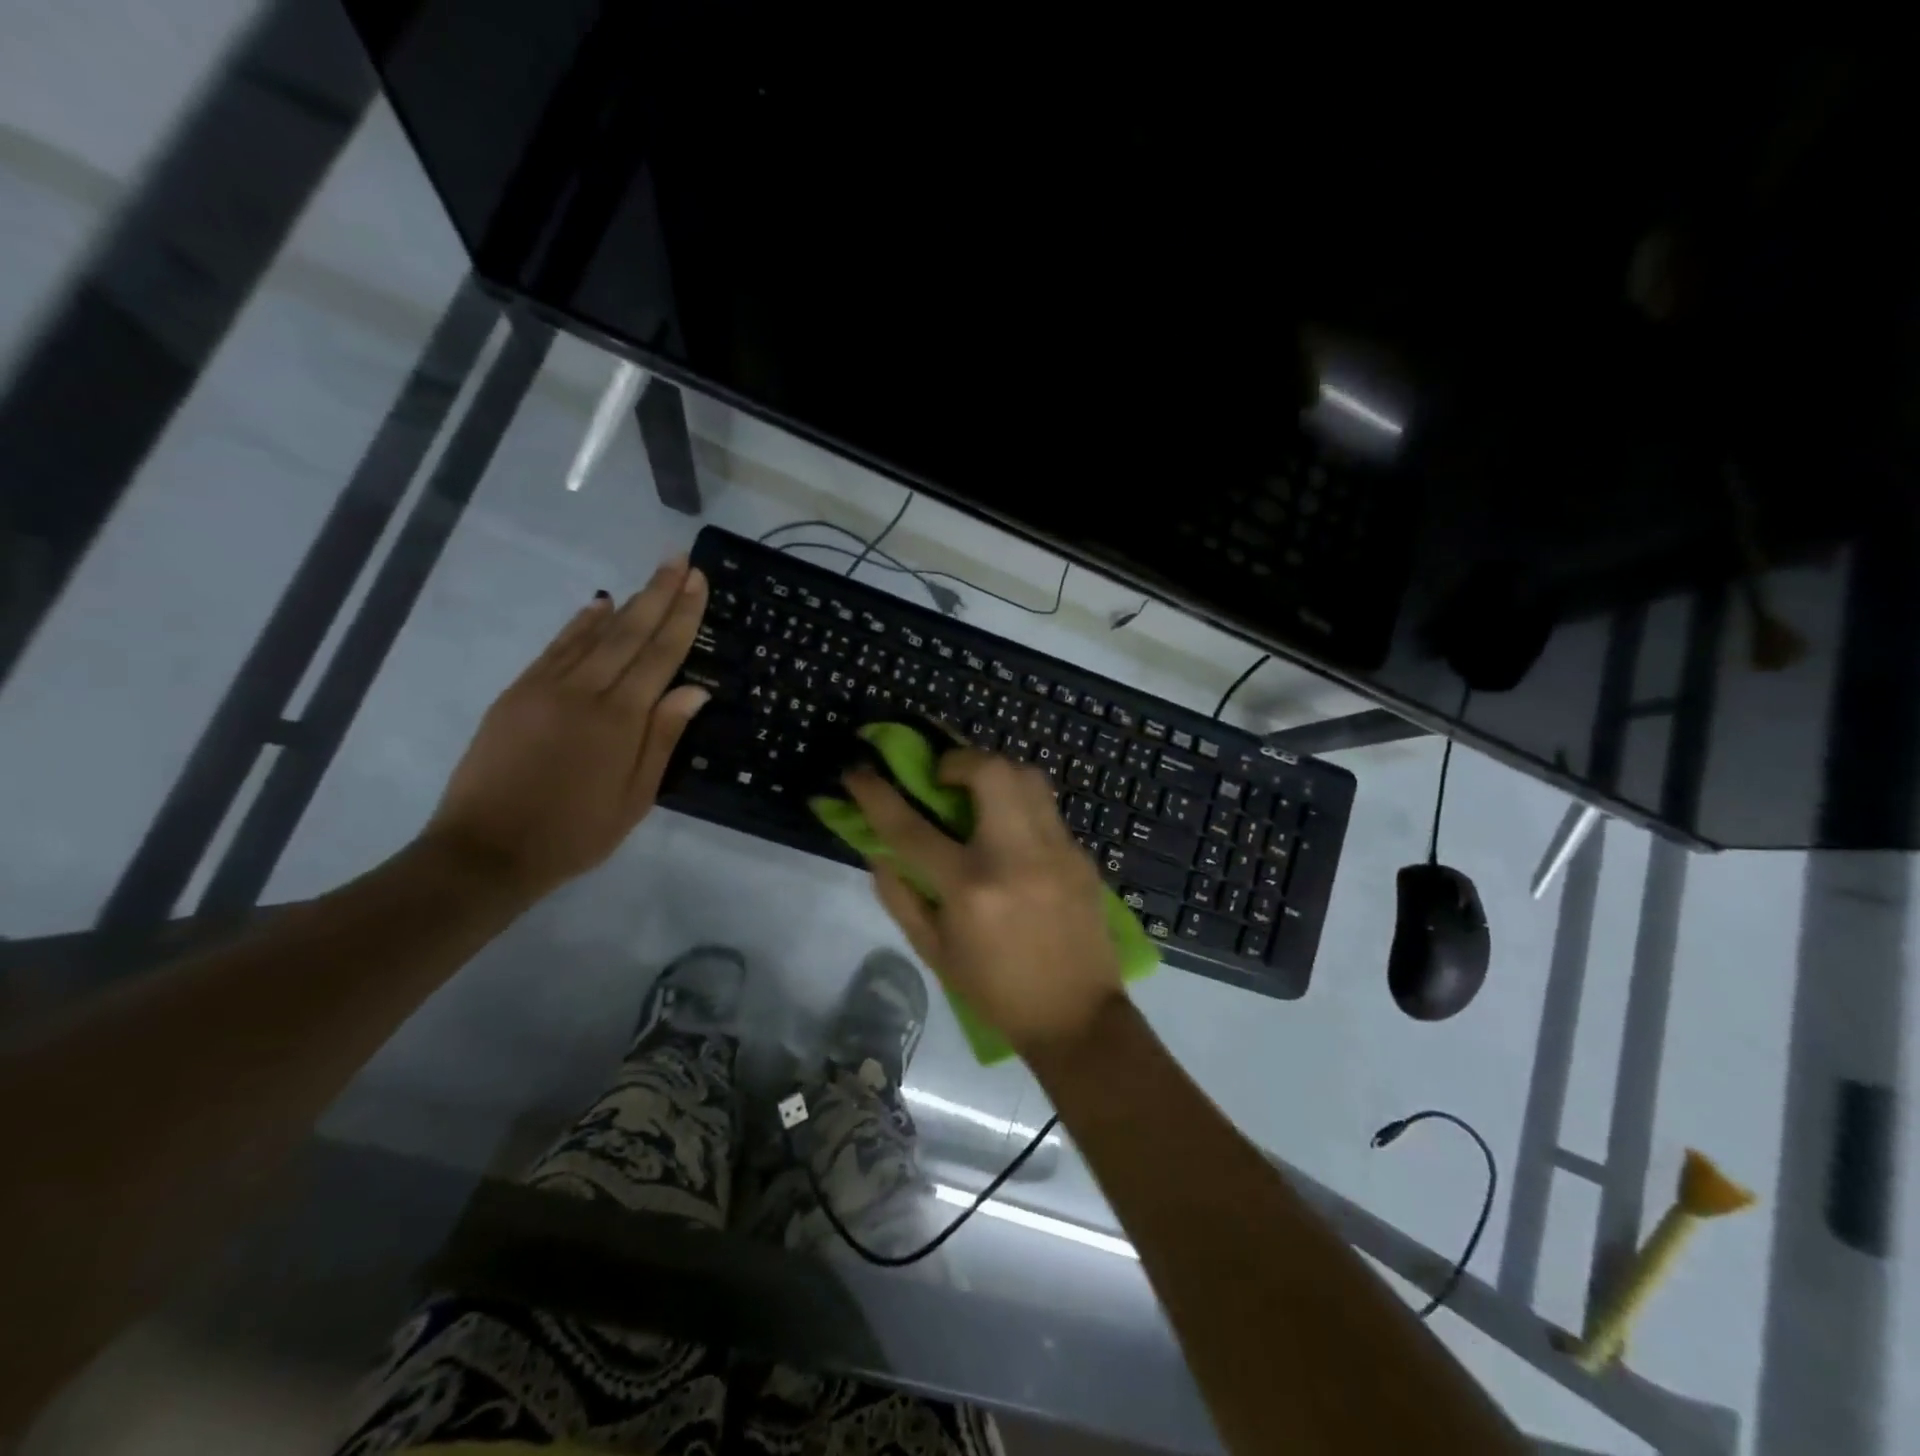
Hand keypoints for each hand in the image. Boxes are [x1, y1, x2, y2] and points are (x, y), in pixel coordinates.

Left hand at [423, 555, 709, 900]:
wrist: (486, 850)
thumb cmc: (575, 832)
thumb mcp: (635, 797)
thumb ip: (663, 738)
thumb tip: (696, 689)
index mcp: (620, 719)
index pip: (660, 655)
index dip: (682, 616)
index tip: (697, 581)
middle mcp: (585, 691)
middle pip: (629, 633)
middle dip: (658, 594)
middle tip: (679, 560)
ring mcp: (546, 687)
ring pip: (594, 635)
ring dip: (626, 603)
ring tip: (650, 578)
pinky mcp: (518, 693)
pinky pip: (557, 648)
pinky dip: (581, 624)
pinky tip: (598, 607)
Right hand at [847, 750, 1124, 1059]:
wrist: (1076, 1017)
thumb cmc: (995, 990)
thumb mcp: (934, 952)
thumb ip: (899, 896)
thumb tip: (877, 849)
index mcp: (969, 888)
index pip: (910, 827)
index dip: (875, 792)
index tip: (857, 770)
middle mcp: (1015, 857)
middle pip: (989, 771)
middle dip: (958, 758)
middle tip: (943, 778)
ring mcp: (1056, 850)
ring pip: (1027, 775)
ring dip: (995, 773)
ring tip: (979, 796)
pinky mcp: (1082, 855)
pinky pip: (1046, 807)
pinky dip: (1021, 805)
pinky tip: (1013, 835)